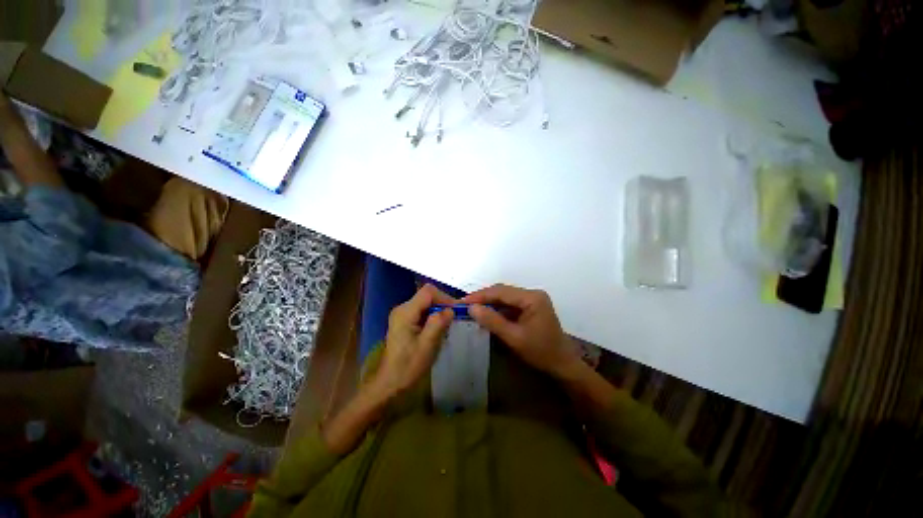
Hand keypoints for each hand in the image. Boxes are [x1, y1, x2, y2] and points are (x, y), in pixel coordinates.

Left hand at [370, 284, 455, 398]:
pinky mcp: (404, 321)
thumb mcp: (427, 345)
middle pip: (427, 296)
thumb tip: (450, 309)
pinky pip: (422, 311)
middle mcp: (402, 308)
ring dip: (439, 311)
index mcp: (405, 312)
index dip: (444, 297)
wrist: (390, 383)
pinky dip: (433, 316)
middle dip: (443, 304)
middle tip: (455, 317)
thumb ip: (438, 323)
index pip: (428, 292)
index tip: (456, 310)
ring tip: (449, 323)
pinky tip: (439, 328)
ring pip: (426, 303)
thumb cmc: (408, 366)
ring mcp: (402, 314)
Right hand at [463, 284, 580, 378]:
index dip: (480, 295)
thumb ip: (492, 321)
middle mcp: (532, 294)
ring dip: (489, 303)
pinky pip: (509, 304)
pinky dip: (497, 309)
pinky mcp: (530, 307)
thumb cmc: (541, 352)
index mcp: (532, 298)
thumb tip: (472, 308)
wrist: (563, 365)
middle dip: (483, 298)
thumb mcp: (514, 338)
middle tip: (464, 305)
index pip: (501, 291)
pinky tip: (486, 314)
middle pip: (502, 291)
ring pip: (504, 297)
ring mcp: (532, 299)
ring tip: (471, 309)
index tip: (463, 302)